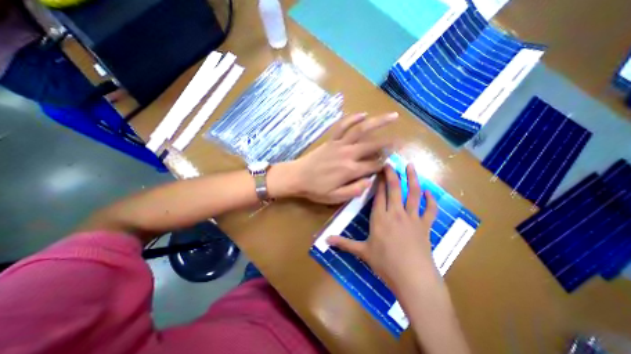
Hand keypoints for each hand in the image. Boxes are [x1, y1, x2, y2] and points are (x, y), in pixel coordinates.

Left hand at [279, 111, 395, 202]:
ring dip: (378, 122)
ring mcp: (339, 144)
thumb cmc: (316, 189)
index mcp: (350, 170)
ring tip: (392, 116)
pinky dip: (352, 118)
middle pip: (373, 145)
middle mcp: (348, 154)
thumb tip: (370, 181)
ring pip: (361, 130)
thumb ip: (354, 190)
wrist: (297, 177)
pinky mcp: (331, 140)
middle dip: (390, 143)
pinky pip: (343, 126)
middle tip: (403, 140)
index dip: (385, 165)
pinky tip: (363, 113)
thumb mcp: (335, 197)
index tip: (394, 163)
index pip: (374, 166)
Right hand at [331, 165, 438, 291]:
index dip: (379, 181)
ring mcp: (412, 218)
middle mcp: (395, 213)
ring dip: (412, 179)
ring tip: (411, 166)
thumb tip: (325, 240)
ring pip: (412, 193)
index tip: (378, 170)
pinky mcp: (425, 225)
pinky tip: (428, 191)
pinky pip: (430, 209)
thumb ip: (344, 243)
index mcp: (380, 218)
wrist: (412, 278)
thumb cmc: (385, 263)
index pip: (379, 195)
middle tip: (391, 162)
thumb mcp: (362, 252)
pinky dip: (430, 199)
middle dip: (392, 174)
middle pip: (394, 188)